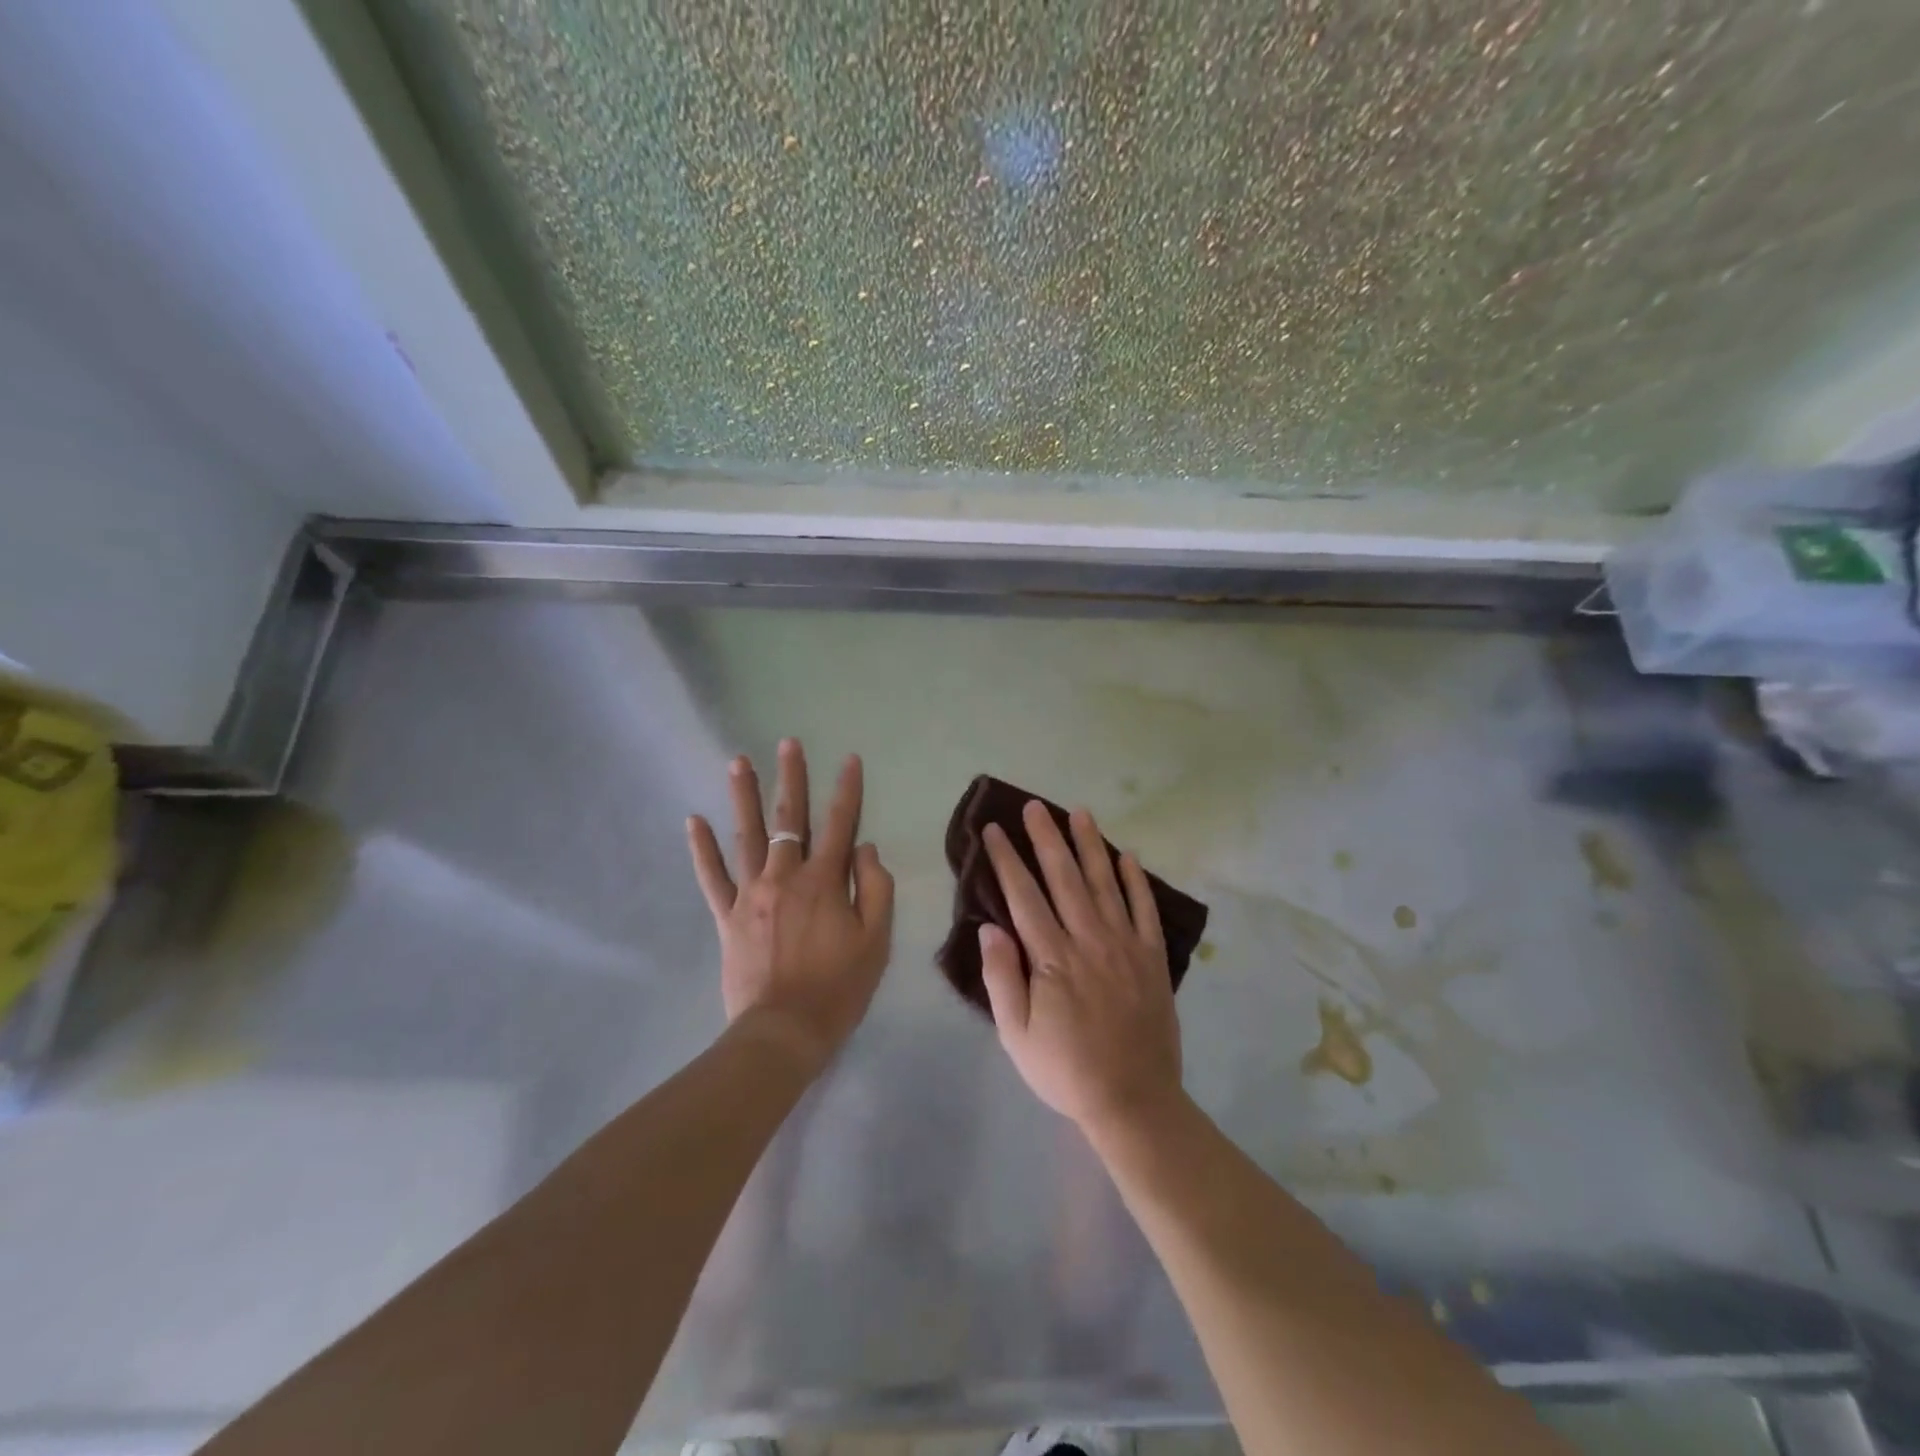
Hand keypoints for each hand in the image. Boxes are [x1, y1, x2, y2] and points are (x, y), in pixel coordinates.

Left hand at [687, 739, 894, 1067]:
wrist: (784, 1031)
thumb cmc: (839, 987)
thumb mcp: (876, 940)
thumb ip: (875, 888)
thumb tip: (865, 848)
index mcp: (825, 881)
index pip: (839, 823)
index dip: (847, 789)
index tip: (848, 759)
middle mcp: (785, 876)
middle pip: (788, 818)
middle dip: (791, 778)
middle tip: (787, 743)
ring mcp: (751, 894)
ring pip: (745, 836)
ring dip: (742, 796)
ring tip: (738, 761)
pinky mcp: (727, 916)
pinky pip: (711, 877)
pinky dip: (701, 849)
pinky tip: (693, 821)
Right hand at [979, 801, 1183, 1133]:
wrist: (1133, 1101)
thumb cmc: (1065, 1070)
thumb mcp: (1016, 1035)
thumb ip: (1002, 977)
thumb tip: (989, 927)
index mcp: (1052, 958)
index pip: (1024, 896)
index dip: (1008, 860)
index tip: (995, 829)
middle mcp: (1088, 940)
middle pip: (1064, 878)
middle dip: (1047, 838)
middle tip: (1035, 806)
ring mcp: (1125, 946)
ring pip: (1105, 883)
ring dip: (1090, 846)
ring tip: (1080, 813)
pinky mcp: (1152, 958)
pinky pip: (1144, 910)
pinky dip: (1136, 881)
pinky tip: (1127, 856)